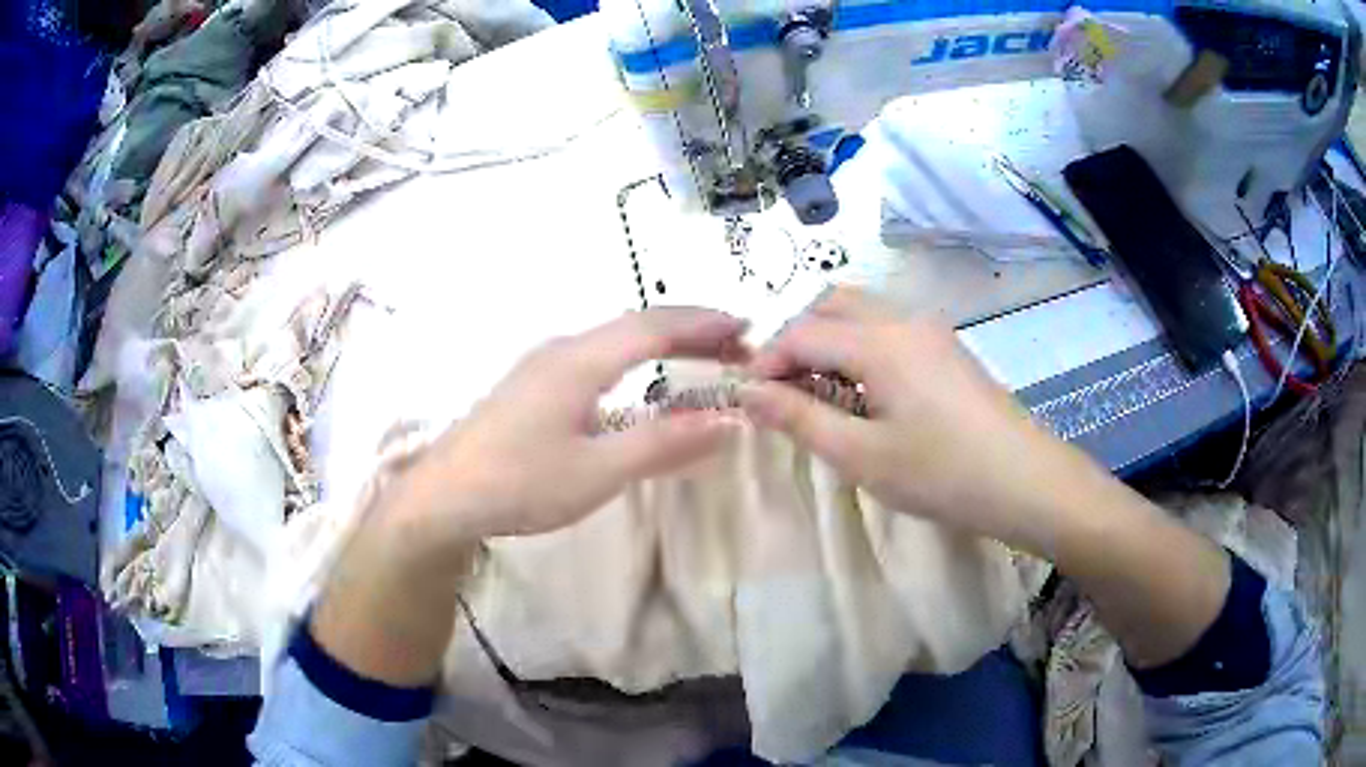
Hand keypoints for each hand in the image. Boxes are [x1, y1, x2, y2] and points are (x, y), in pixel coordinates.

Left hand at [397, 307, 747, 547]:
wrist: (443, 497)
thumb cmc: (520, 484)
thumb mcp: (599, 472)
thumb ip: (664, 444)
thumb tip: (730, 420)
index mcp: (579, 360)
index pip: (654, 326)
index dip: (703, 323)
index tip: (746, 327)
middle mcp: (562, 349)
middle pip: (635, 324)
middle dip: (689, 328)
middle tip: (735, 343)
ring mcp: (542, 365)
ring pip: (614, 338)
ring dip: (661, 340)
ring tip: (700, 353)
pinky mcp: (531, 385)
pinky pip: (596, 355)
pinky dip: (635, 357)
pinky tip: (639, 378)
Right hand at [738, 287, 1080, 545]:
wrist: (1025, 480)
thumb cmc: (942, 473)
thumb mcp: (861, 455)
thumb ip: (800, 418)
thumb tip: (747, 394)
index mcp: (879, 340)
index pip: (801, 332)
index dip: (766, 361)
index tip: (748, 399)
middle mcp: (903, 318)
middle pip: (830, 305)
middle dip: (795, 340)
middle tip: (782, 391)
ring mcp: (930, 329)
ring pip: (861, 311)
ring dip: (827, 340)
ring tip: (819, 393)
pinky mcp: (947, 347)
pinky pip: (888, 327)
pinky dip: (858, 346)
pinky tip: (864, 392)